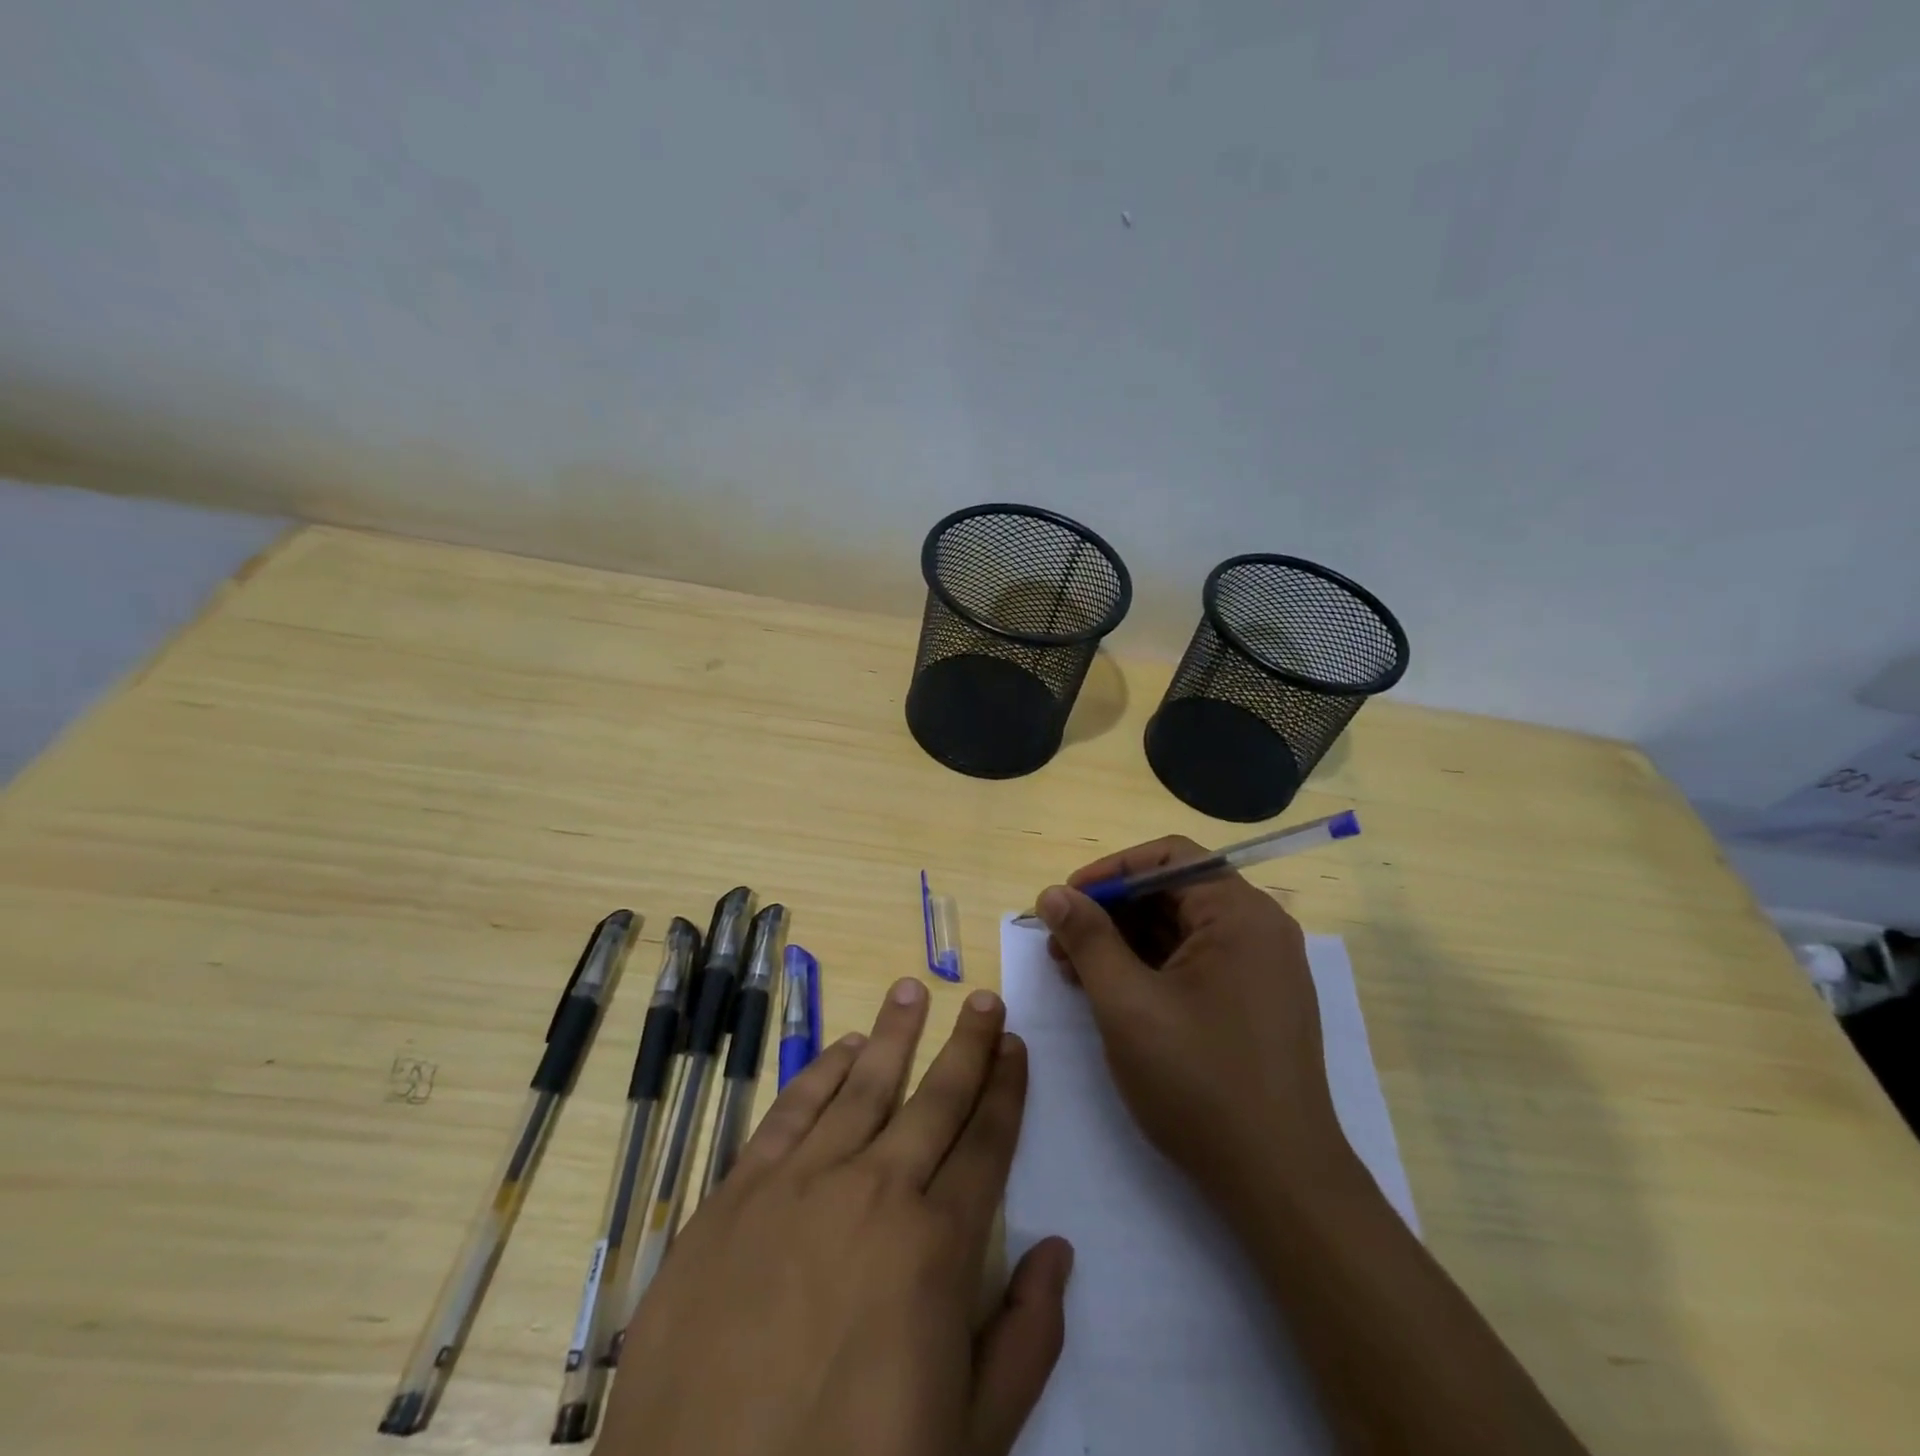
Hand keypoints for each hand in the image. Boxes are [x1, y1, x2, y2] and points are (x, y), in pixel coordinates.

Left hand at [598, 978, 1073, 1455]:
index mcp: (937, 1246)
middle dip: (967, 1045)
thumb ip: (1025, 1340)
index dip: (1006, 1089)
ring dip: (893, 1035)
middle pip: (934, 1099)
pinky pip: (790, 1112)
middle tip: (984, 1000)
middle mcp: (876, 1192)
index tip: (1017, 1046)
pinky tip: (840, 1047)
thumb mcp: (971, 1441)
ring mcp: (801, 1185)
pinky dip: (819, 1073)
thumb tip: (1059, 1251)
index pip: (986, 1143)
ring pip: (862, 1086)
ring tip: (912, 990)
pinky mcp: (737, 1194)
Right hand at [1036, 836, 1346, 1208]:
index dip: (1110, 872)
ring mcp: (1263, 968)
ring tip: (1075, 970)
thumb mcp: (1127, 1003)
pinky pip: (1197, 962)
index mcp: (1239, 913)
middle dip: (1111, 911)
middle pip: (1173, 892)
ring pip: (1181, 930)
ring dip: (1126, 941)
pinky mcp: (1257, 1002)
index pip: (1168, 858)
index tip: (1064, 901)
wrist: (1280, 1183)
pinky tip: (1112, 991)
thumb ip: (1087, 939)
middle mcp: (1259, 929)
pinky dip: (1152, 968)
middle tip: (1060, 942)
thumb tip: (1052, 894)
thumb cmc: (1199, 1082)